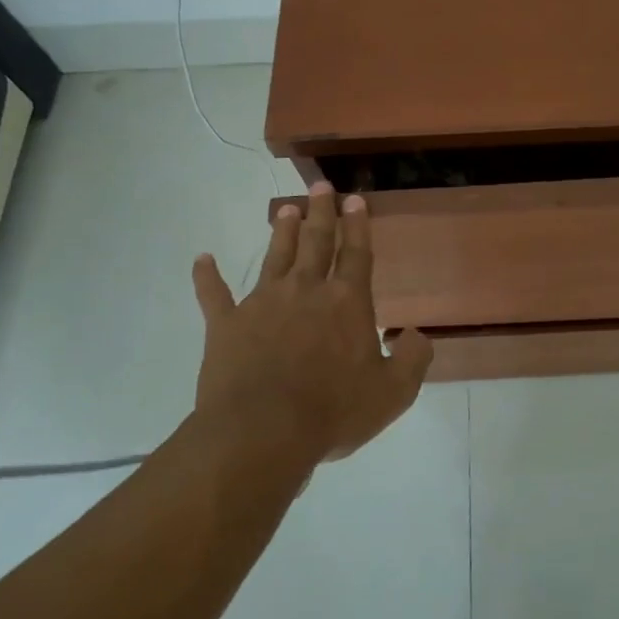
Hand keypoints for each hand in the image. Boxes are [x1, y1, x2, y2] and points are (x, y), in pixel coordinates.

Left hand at [188, 182, 433, 470]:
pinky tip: (202, 259)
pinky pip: (214, 295)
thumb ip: (413, 358)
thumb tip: (415, 334)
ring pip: (275, 257)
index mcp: (347, 302)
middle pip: (316, 243)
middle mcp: (306, 291)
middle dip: (320, 213)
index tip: (354, 199)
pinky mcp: (227, 325)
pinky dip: (207, 276)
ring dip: (281, 232)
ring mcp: (263, 304)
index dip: (358, 225)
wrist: (262, 432)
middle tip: (320, 186)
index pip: (356, 254)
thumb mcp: (394, 392)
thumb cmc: (334, 411)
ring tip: (284, 209)